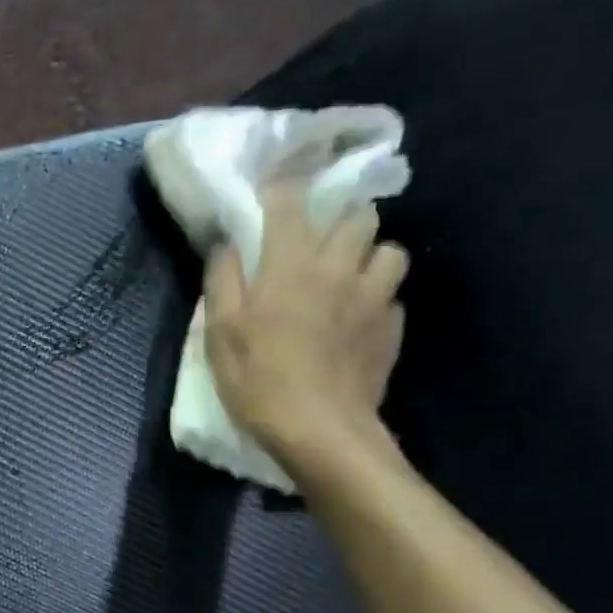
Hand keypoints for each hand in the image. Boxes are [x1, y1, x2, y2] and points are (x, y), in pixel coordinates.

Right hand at [205, 185, 408, 472]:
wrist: (319, 429)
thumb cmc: (258, 380)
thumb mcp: (220, 333)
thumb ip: (223, 281)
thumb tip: (226, 243)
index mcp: (291, 264)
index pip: (290, 203)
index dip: (282, 185)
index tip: (274, 183)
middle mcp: (339, 267)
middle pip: (357, 215)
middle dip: (339, 217)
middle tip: (319, 239)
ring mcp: (374, 296)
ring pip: (389, 249)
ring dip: (369, 254)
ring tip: (349, 275)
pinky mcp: (392, 327)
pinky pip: (393, 294)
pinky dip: (377, 296)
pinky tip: (358, 318)